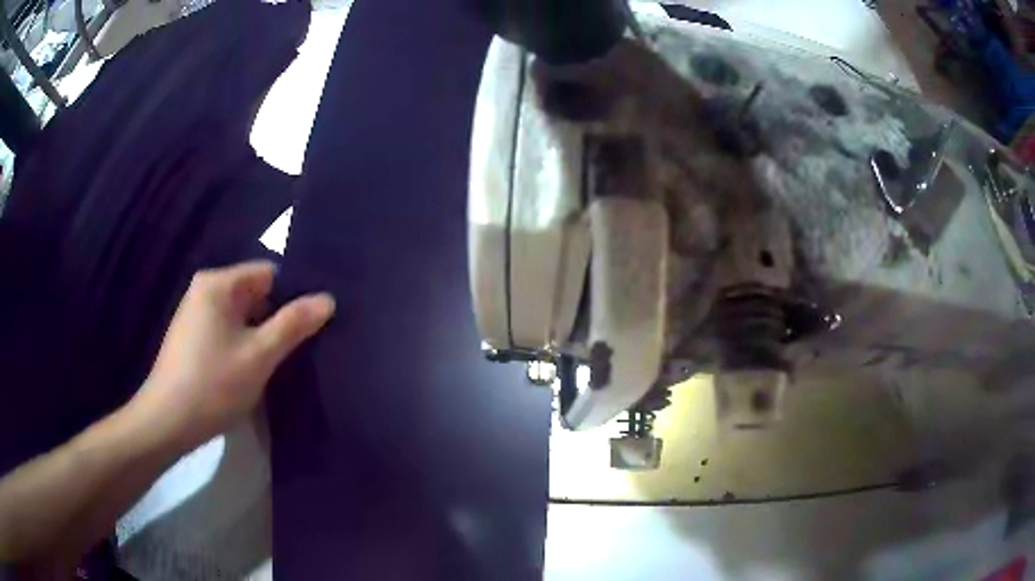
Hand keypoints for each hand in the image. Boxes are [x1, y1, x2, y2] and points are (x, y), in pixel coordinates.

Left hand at [132, 261, 334, 449]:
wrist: (167, 422)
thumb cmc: (212, 384)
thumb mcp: (259, 355)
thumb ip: (293, 324)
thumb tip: (328, 299)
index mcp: (218, 283)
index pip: (269, 274)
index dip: (293, 296)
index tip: (311, 325)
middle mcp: (204, 290)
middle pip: (255, 294)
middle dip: (276, 318)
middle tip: (298, 348)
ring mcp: (195, 314)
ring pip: (241, 316)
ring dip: (260, 336)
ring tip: (277, 363)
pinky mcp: (192, 338)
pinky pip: (227, 331)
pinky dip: (242, 345)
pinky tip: (250, 370)